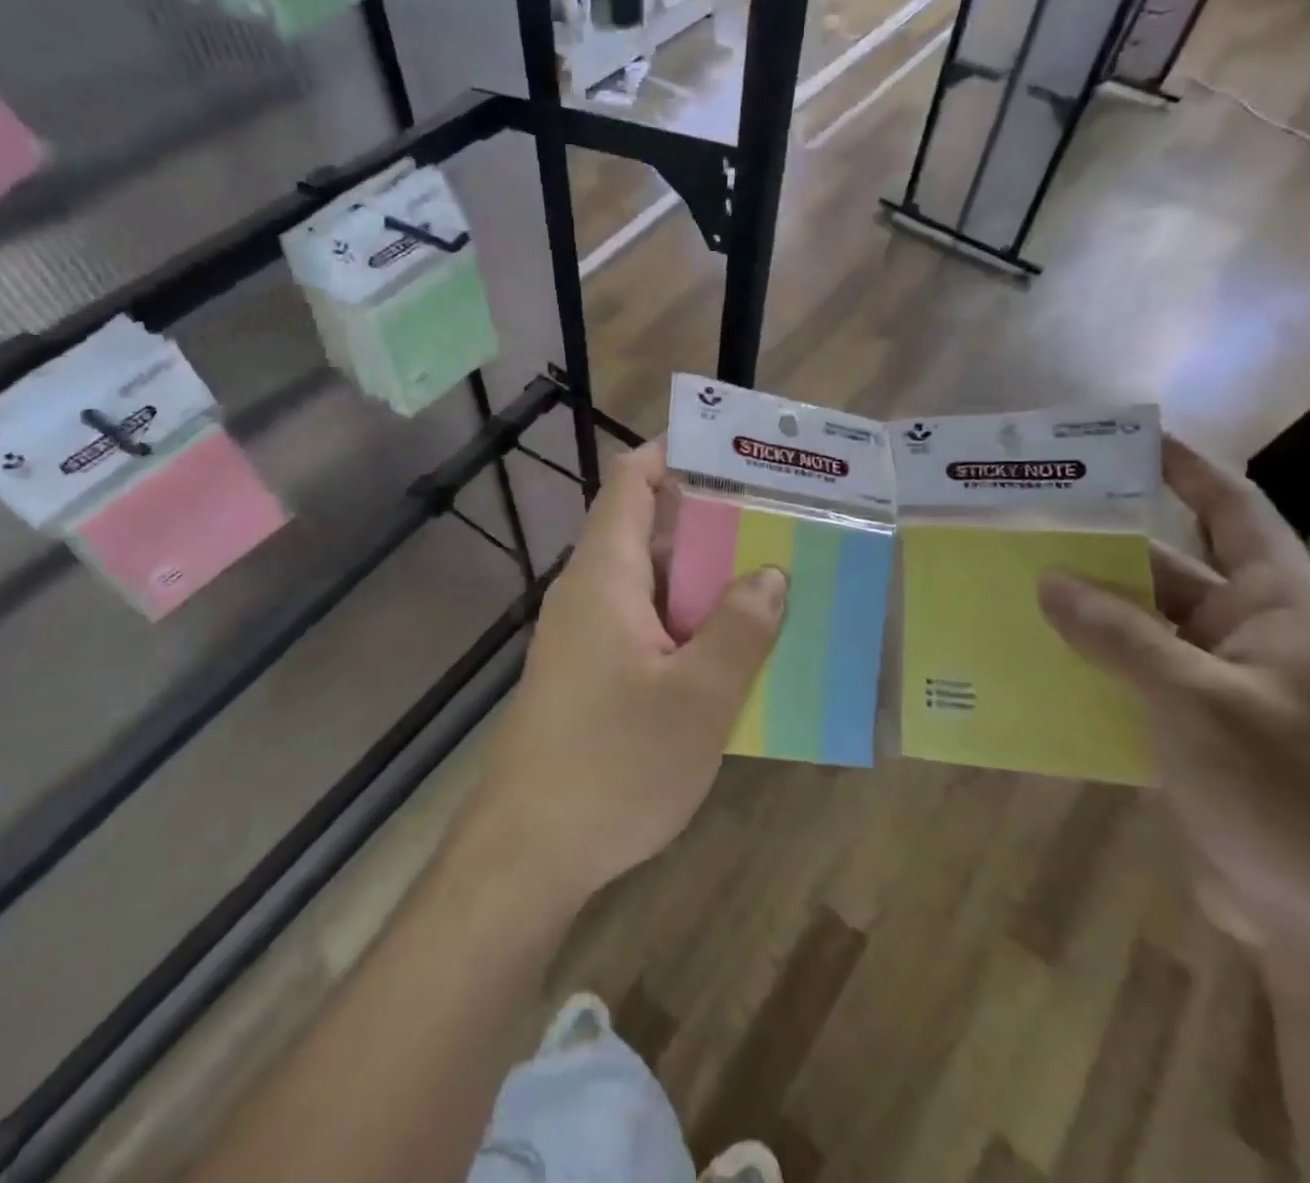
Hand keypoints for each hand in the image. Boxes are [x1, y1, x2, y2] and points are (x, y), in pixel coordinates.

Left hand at [466, 444, 787, 905]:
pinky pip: (646, 627)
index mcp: (605, 575)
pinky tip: (733, 654)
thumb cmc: (612, 765)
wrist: (527, 852)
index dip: (676, 456)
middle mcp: (589, 593)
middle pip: (650, 532)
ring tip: (774, 583)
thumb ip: (740, 630)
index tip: (737, 458)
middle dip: (714, 524)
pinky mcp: (589, 675)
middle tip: (782, 526)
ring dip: (707, 582)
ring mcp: (585, 636)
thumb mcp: (697, 699)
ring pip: (653, 585)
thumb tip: (771, 574)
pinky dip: (689, 625)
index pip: (632, 483)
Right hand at [1037, 438, 1309, 954]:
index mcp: (1278, 606)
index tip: (1119, 439)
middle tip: (1020, 522)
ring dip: (1078, 610)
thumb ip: (1118, 635)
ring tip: (1004, 583)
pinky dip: (1081, 662)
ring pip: (1134, 625)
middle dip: (1095, 547)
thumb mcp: (1196, 701)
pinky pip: (1124, 674)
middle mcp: (1246, 633)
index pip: (1231, 511)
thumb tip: (1046, 579)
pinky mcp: (1187, 726)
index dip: (1182, 469)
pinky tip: (1024, 656)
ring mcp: (1215, 682)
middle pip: (1162, 567)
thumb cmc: (1285, 793)